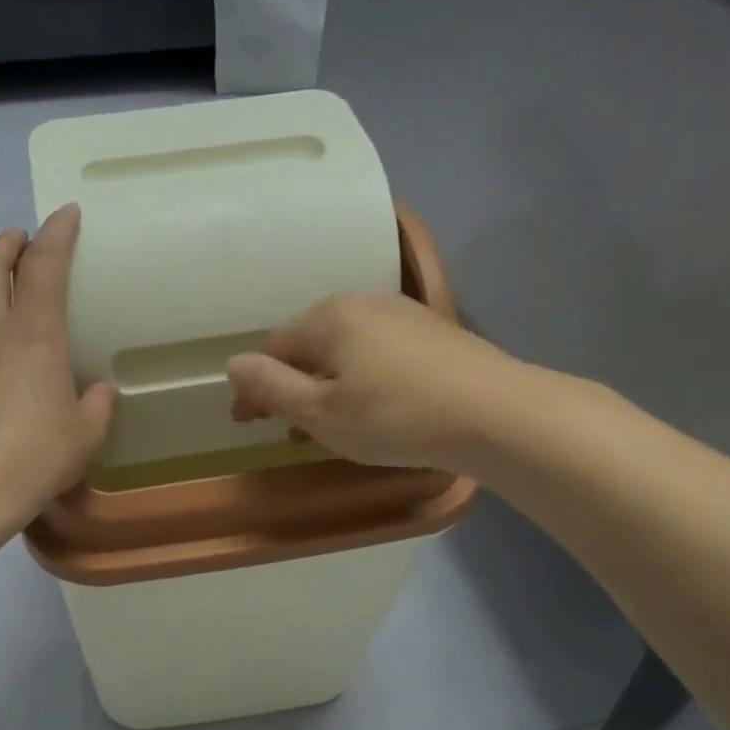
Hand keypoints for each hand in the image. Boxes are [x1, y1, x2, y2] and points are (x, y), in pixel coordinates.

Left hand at [0, 204, 115, 528]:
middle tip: (20, 237)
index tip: (66, 213)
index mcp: (35, 336)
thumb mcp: (84, 435)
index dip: (57, 234)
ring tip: (7, 307)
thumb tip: (101, 391)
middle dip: (6, 244)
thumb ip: (96, 406)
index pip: (45, 266)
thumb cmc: (35, 458)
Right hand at [226, 292, 517, 471]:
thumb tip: (233, 364)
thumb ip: (271, 388)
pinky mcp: (434, 333)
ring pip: (346, 349)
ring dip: (326, 383)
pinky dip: (361, 378)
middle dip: (291, 384)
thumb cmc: (395, 416)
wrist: (495, 413)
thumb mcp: (321, 412)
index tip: (246, 422)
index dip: (253, 387)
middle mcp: (363, 302)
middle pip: (310, 343)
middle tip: (286, 427)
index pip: (273, 347)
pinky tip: (373, 407)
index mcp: (328, 317)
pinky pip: (378, 352)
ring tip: (327, 423)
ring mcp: (403, 314)